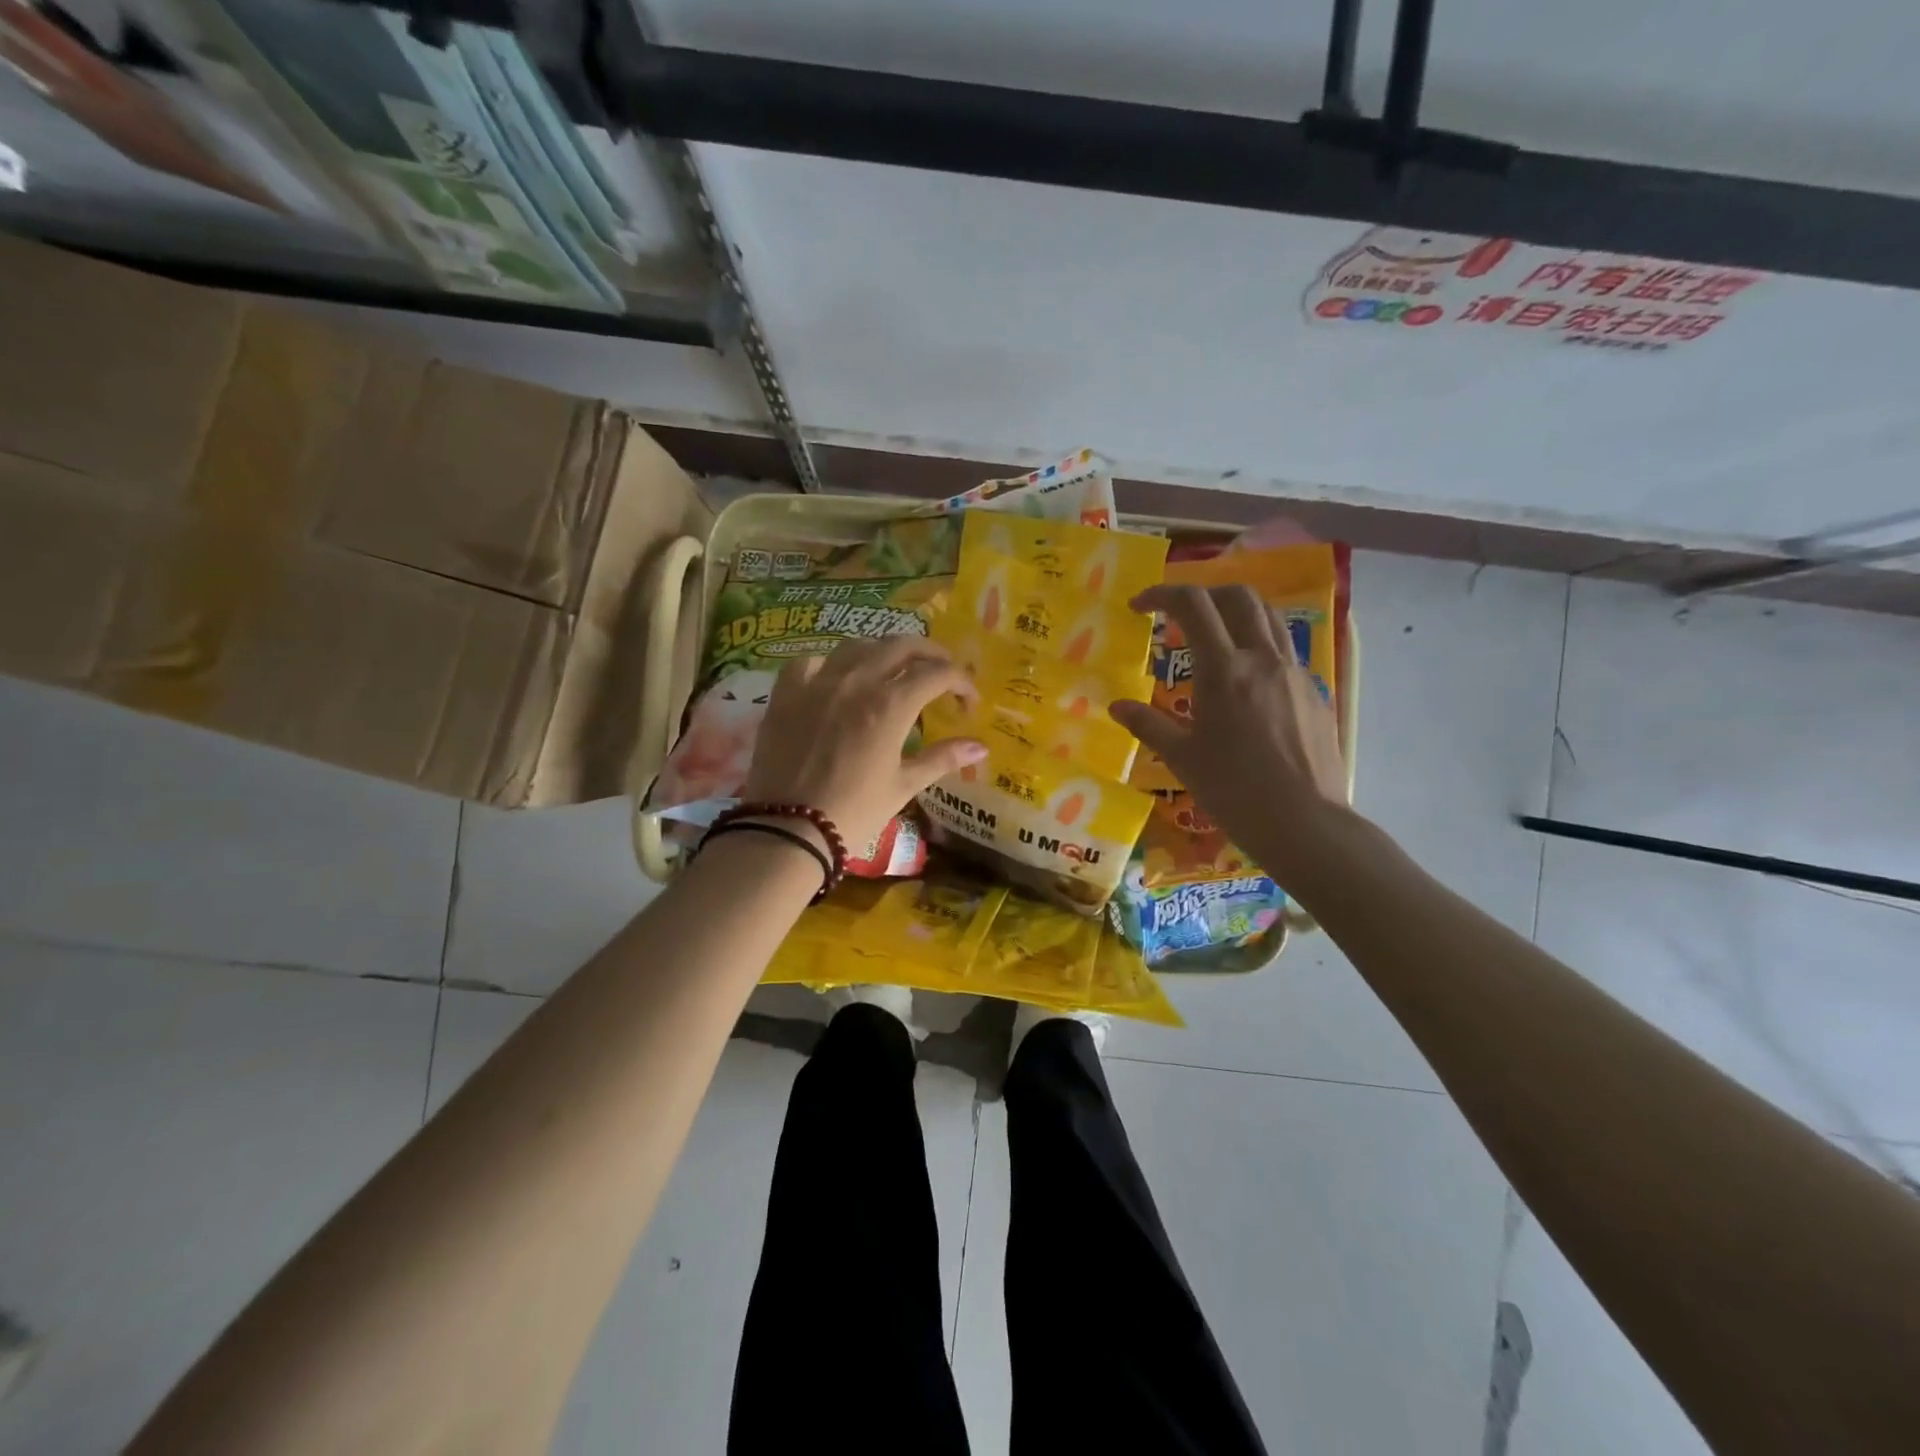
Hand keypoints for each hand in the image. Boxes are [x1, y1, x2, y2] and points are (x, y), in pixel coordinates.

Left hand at [740, 637, 985, 852]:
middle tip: (941, 671)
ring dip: (883, 651)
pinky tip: (837, 679)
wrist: (788, 830)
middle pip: (900, 645)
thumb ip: (942, 759)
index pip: (937, 674)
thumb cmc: (854, 812)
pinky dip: (831, 664)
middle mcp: (856, 681)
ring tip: (893, 669)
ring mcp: (817, 683)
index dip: (961, 682)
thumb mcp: (903, 786)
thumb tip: (980, 746)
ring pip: (857, 645)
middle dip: (930, 653)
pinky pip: (810, 661)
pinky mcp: (786, 694)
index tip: (969, 701)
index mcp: (890, 705)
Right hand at [1109, 584, 1348, 883]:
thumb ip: (1148, 724)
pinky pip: (1286, 651)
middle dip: (1203, 592)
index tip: (1139, 606)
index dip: (1161, 595)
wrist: (1305, 824)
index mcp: (1225, 670)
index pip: (1193, 605)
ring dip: (1237, 612)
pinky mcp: (1315, 692)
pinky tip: (1247, 681)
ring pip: (1269, 617)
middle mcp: (1263, 659)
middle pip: (1238, 596)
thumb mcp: (1182, 758)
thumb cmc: (1234, 791)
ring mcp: (1295, 673)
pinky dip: (1259, 645)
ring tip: (1214, 635)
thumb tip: (1116, 706)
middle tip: (1178, 614)